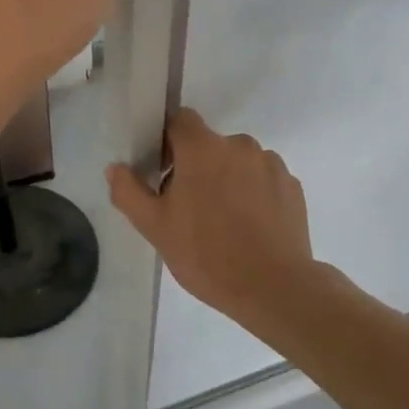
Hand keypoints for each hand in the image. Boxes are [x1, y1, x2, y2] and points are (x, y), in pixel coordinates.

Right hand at [107, 109, 315, 326]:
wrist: (274, 288)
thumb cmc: (206, 254)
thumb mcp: (154, 227)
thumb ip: (129, 191)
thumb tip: (115, 168)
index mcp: (203, 149)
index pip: (180, 119)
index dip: (166, 141)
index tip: (162, 173)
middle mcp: (240, 146)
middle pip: (209, 144)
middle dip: (195, 167)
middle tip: (187, 208)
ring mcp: (271, 165)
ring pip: (237, 162)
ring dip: (226, 179)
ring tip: (222, 222)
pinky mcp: (292, 187)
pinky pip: (262, 179)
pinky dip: (252, 194)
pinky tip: (248, 228)